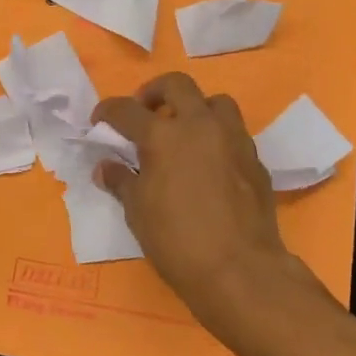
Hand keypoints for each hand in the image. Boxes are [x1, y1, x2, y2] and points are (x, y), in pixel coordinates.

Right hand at [94, 73, 328, 328]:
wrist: (239, 269)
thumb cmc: (176, 241)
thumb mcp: (137, 212)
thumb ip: (121, 181)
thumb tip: (107, 167)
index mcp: (163, 136)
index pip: (126, 110)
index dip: (108, 111)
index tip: (99, 121)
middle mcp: (200, 126)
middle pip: (177, 85)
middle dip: (154, 92)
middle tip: (144, 112)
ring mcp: (233, 140)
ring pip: (215, 102)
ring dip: (195, 109)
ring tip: (183, 132)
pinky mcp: (255, 160)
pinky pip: (234, 134)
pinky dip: (216, 137)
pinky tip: (207, 163)